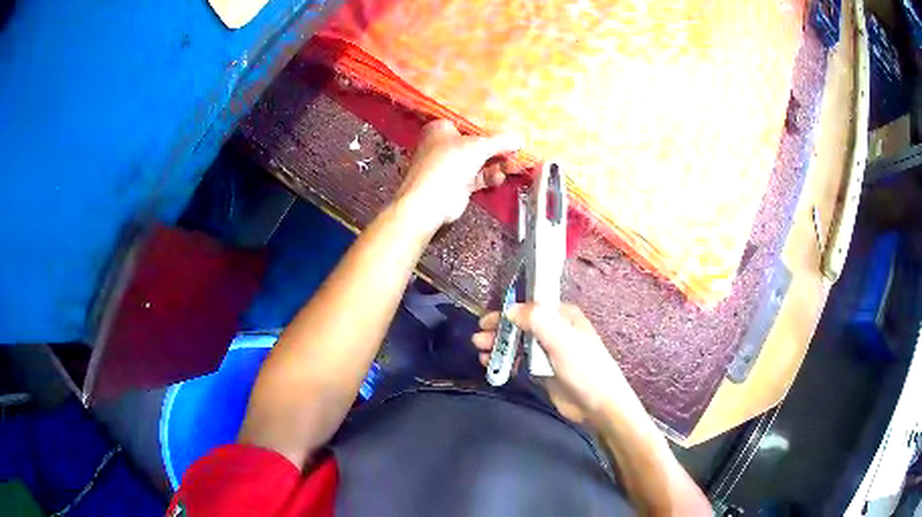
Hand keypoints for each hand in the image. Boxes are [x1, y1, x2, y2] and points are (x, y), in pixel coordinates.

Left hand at [395, 120, 521, 232]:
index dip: (489, 124)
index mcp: (441, 129)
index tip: (508, 127)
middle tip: (517, 147)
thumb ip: (501, 141)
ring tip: (515, 164)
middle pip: (476, 143)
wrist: (430, 201)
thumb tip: (520, 138)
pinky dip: (490, 176)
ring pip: (479, 161)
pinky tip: (500, 177)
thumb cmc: (448, 163)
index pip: (469, 122)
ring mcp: (450, 166)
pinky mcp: (457, 184)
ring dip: (497, 163)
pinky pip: (478, 177)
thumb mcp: (479, 146)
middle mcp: (444, 145)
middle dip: (498, 147)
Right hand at [473, 303, 644, 426]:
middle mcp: (555, 330)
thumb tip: (510, 309)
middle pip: (520, 325)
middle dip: (499, 331)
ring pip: (518, 343)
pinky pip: (519, 360)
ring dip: (499, 346)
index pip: (530, 307)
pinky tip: (491, 365)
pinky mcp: (543, 370)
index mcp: (563, 316)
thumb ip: (537, 320)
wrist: (598, 405)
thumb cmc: (584, 368)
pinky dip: (505, 360)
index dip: (506, 312)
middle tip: (477, 341)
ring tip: (481, 354)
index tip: (485, 322)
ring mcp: (548, 351)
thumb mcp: (562, 340)